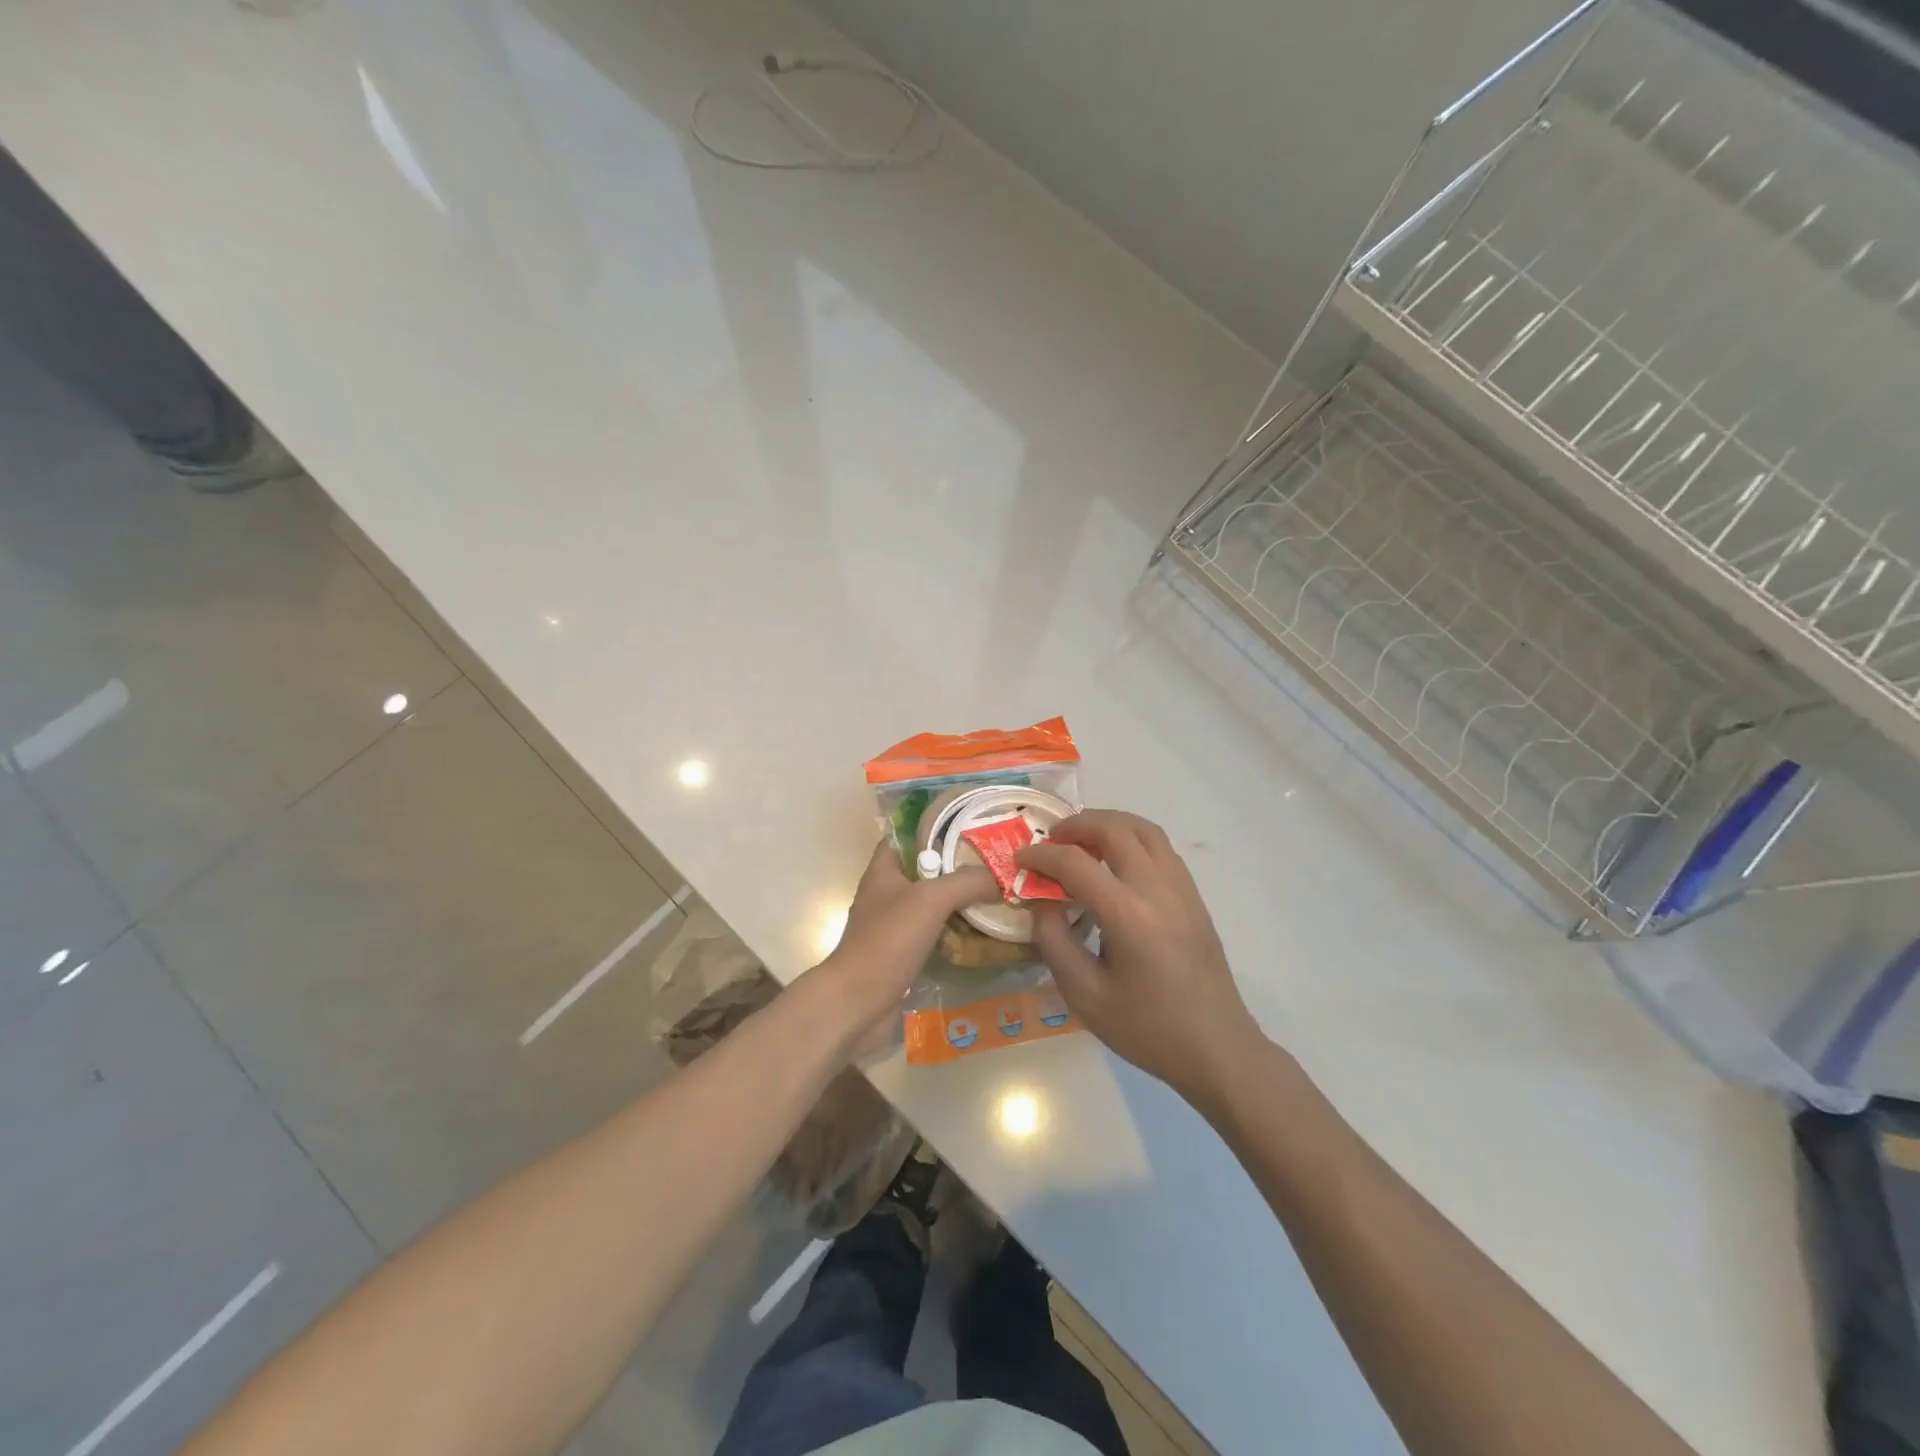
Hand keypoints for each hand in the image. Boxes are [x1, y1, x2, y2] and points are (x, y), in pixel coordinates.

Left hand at [815, 838, 996, 1055]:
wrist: (858, 1002)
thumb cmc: (888, 940)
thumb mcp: (930, 899)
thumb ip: (966, 881)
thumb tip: (1001, 877)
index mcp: (883, 870)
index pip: (907, 835)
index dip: (936, 828)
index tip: (971, 826)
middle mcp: (887, 893)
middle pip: (926, 870)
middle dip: (958, 866)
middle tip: (996, 862)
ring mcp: (894, 926)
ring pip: (933, 904)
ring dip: (960, 901)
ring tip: (998, 893)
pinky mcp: (903, 955)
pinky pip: (935, 934)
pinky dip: (956, 932)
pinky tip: (984, 932)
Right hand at [1018, 810, 1262, 1105]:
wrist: (1216, 1049)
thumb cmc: (1147, 1028)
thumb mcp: (1085, 995)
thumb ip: (1054, 941)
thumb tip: (1040, 901)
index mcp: (1128, 915)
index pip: (1077, 863)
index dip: (1042, 856)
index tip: (1020, 860)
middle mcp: (1158, 890)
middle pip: (1116, 829)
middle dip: (1077, 825)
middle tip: (1050, 839)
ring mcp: (1182, 889)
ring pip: (1145, 830)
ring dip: (1109, 824)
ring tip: (1082, 840)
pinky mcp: (1194, 897)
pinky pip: (1161, 848)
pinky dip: (1132, 839)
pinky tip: (1116, 862)